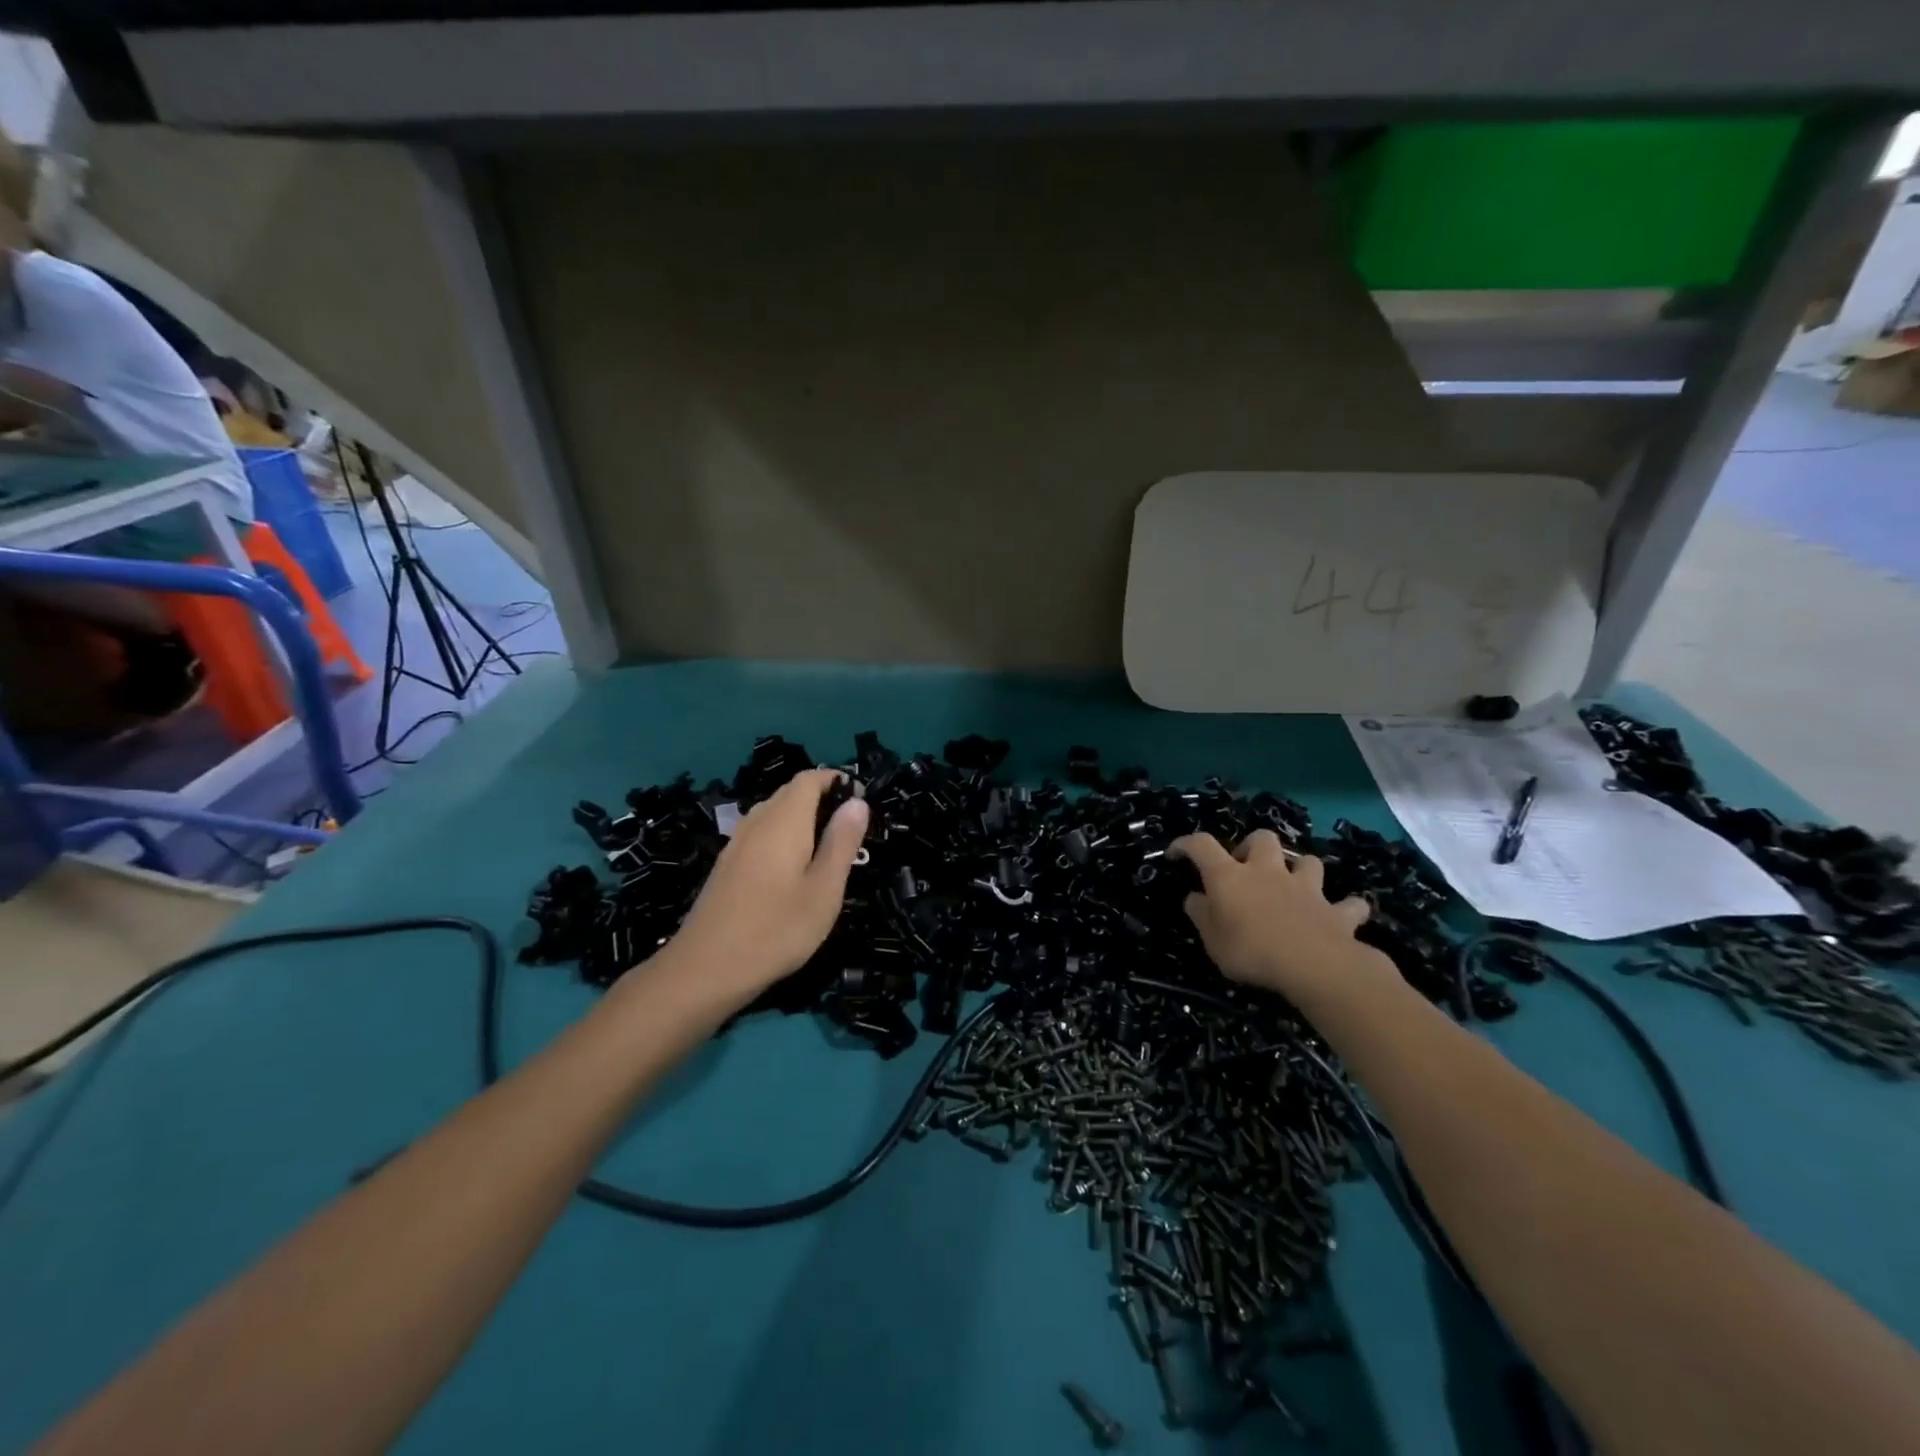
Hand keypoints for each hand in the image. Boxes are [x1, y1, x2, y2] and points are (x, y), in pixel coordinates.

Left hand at [665, 769, 869, 1000]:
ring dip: (803, 819)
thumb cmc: (777, 929)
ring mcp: (737, 843)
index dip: (836, 781)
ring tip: (827, 850)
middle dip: (822, 799)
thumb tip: (857, 803)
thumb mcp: (824, 889)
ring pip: (774, 813)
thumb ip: (841, 842)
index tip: (861, 802)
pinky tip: (794, 870)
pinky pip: (761, 834)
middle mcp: (758, 821)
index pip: (810, 779)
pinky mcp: (727, 865)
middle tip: (851, 830)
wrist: (707, 968)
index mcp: (784, 821)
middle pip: (791, 793)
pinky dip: (784, 837)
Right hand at [1170, 831, 1389, 1003]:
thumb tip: (1194, 897)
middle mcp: (1268, 872)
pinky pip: (1348, 904)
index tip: (1177, 853)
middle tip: (1246, 867)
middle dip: (1253, 846)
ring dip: (1301, 870)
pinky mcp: (1336, 911)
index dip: (1187, 844)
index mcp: (1230, 877)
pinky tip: (1340, 916)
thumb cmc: (1251, 951)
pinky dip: (1345, 908)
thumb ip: (1201, 915)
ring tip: (1294, 885)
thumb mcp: (1212, 940)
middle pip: (1262, 839)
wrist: (1314, 966)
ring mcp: (1306, 889)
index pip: (1202, 845)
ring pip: (1307, 862)